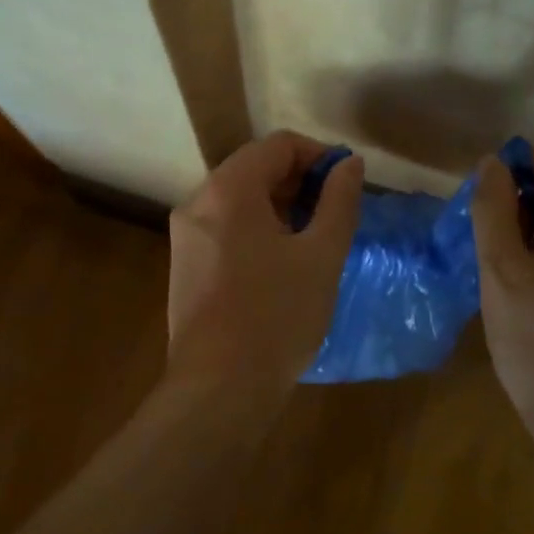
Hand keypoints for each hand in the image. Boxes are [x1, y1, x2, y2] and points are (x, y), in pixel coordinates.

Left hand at [165, 131, 363, 397]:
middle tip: (334, 215)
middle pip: (254, 168)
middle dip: (299, 182)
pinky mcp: (184, 265)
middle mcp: (198, 202)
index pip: (278, 145)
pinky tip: (281, 264)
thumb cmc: (277, 316)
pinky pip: (224, 228)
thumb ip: (339, 201)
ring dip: (280, 207)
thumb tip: (349, 164)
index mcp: (228, 190)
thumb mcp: (321, 255)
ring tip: (313, 241)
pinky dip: (256, 229)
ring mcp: (185, 235)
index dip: (319, 156)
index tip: (347, 184)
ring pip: (239, 200)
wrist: (218, 388)